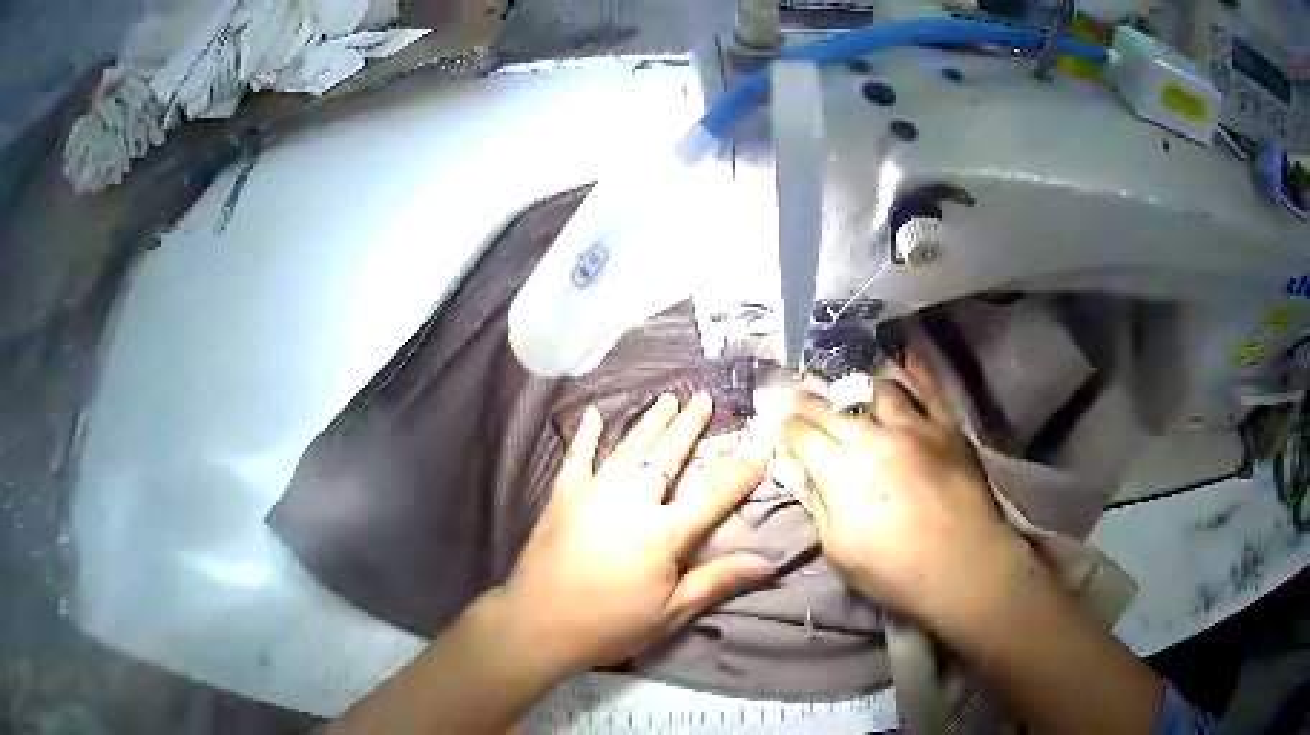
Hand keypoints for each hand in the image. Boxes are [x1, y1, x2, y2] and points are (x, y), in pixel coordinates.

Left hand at [500, 393, 773, 671]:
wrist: (538, 625)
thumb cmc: (610, 625)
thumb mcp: (671, 612)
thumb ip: (716, 581)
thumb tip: (766, 562)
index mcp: (662, 533)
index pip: (712, 495)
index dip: (740, 472)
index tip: (759, 448)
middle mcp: (630, 502)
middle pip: (667, 456)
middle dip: (688, 426)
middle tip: (703, 398)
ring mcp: (592, 494)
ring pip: (628, 448)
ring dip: (650, 422)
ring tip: (667, 399)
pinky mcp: (562, 497)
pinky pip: (577, 457)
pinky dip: (586, 435)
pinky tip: (593, 413)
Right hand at [781, 354, 1025, 625]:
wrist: (963, 566)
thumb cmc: (894, 570)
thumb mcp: (837, 550)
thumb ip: (817, 506)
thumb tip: (805, 475)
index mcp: (840, 471)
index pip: (801, 434)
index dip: (785, 428)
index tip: (781, 428)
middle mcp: (873, 437)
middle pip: (832, 409)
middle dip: (809, 403)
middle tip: (800, 400)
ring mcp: (913, 426)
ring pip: (876, 390)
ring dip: (856, 387)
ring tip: (848, 386)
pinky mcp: (946, 427)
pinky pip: (928, 389)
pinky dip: (914, 370)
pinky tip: (903, 355)